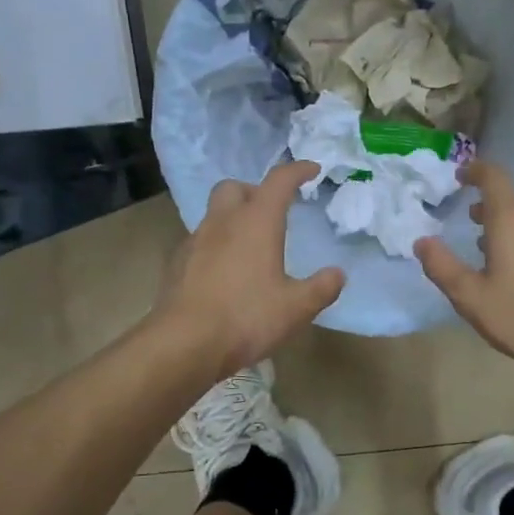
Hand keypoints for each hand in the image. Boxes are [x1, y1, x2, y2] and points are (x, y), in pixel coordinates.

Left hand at [154, 161, 344, 376]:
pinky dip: (216, 246)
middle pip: (235, 187)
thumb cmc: (246, 318)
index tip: (312, 170)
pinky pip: (200, 242)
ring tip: (250, 247)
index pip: (279, 181)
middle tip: (272, 211)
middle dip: (255, 191)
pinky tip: (225, 273)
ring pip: (214, 215)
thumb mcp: (296, 308)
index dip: (297, 171)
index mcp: (256, 222)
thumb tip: (337, 274)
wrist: (183, 344)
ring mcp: (195, 242)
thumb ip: (321, 288)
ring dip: (233, 220)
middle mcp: (223, 222)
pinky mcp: (177, 265)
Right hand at [414, 161, 513, 379]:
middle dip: (489, 207)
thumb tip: (423, 241)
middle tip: (471, 223)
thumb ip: (443, 266)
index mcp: (512, 217)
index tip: (461, 176)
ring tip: (495, 251)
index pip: (493, 177)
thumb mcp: (471, 297)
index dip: (475, 171)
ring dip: (511, 226)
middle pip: (512, 200)